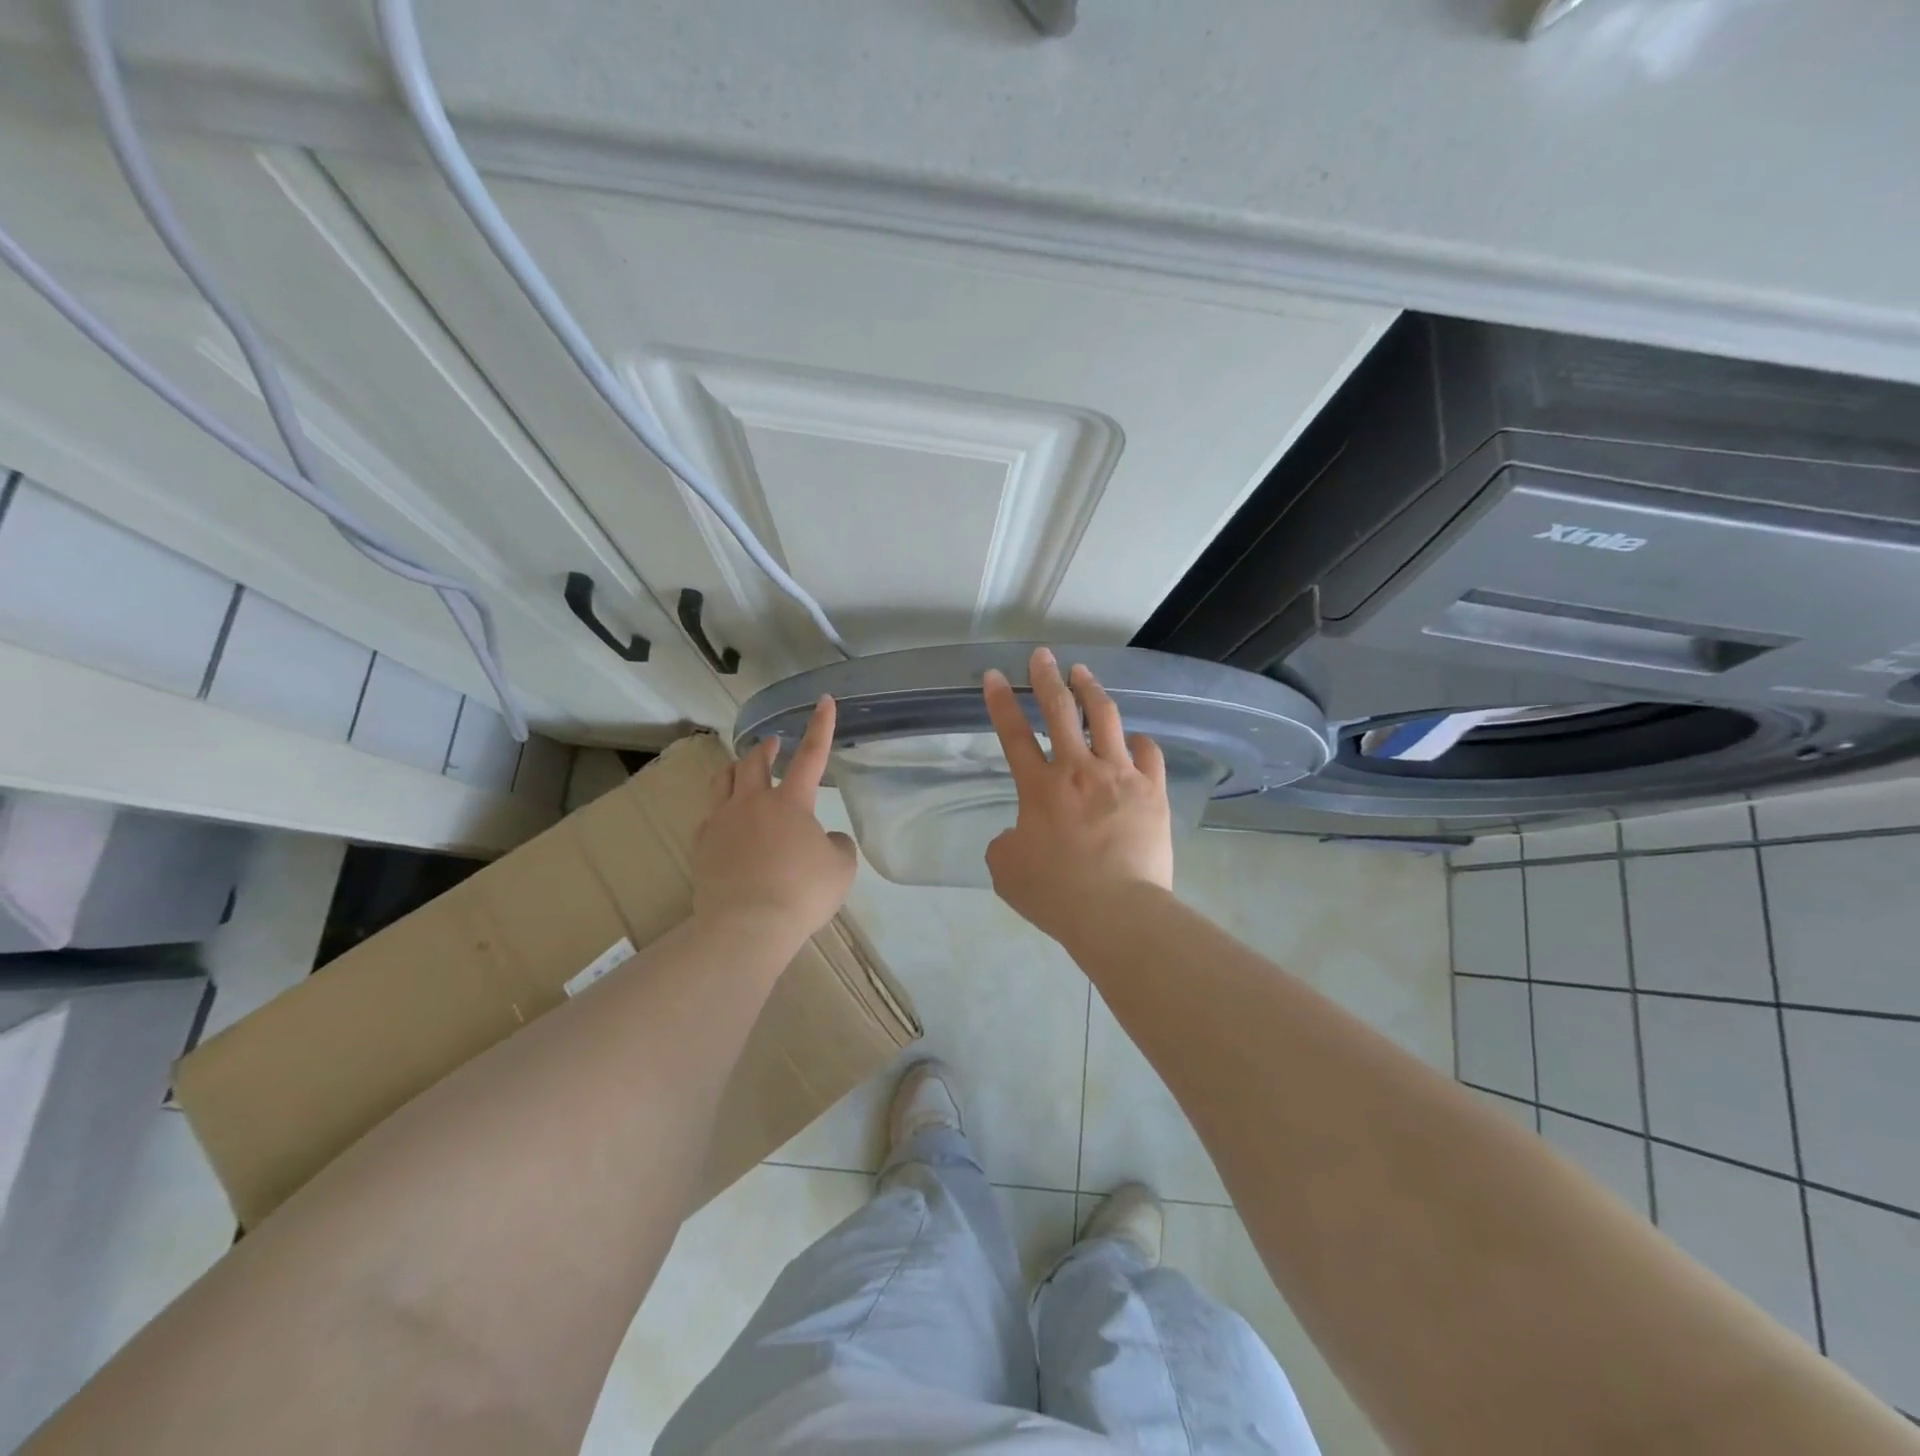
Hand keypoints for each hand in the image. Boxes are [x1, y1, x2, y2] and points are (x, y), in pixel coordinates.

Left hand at [692, 695, 856, 940]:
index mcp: (791, 802)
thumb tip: (827, 840)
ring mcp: (721, 822)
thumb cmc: (801, 893)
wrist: (746, 926)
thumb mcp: (840, 869)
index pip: (811, 755)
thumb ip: (838, 846)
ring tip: (743, 770)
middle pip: (754, 761)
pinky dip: (721, 810)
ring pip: (723, 781)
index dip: (820, 726)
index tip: (824, 700)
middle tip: (774, 745)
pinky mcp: (701, 845)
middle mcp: (752, 802)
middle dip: (766, 748)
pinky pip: (709, 816)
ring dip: (737, 769)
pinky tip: (726, 822)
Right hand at [982, 646, 1173, 942]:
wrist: (1117, 912)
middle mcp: (1078, 770)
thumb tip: (1018, 834)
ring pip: (1105, 718)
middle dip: (1046, 677)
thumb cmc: (1056, 894)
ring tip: (1083, 673)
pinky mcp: (1152, 792)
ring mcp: (1120, 776)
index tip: (993, 676)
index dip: (1000, 702)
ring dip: (1091, 691)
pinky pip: (1147, 753)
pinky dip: (1137, 741)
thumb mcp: (1007, 871)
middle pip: (1059, 710)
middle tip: (1042, 655)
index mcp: (1039, 788)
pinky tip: (1133, 738)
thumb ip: (1006, 843)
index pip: (1013, 734)